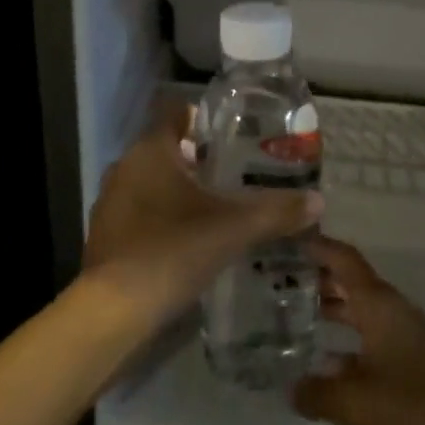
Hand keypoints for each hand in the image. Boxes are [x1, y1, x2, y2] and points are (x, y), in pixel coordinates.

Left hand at [80, 105, 322, 329]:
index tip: (233, 132)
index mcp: (151, 151)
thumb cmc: (172, 251)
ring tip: (217, 205)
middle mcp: (125, 167)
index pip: (175, 112)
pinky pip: (140, 210)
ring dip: (179, 188)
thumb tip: (318, 201)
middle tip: (237, 171)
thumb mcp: (233, 229)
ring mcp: (110, 201)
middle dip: (198, 157)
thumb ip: (276, 212)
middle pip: (166, 148)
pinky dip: (162, 215)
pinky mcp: (105, 233)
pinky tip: (188, 238)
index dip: (203, 116)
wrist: (113, 312)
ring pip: (151, 181)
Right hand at [294, 236, 424, 424]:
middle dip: (319, 280)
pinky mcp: (416, 368)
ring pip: (363, 314)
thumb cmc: (415, 412)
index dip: (319, 246)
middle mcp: (394, 313)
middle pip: (352, 284)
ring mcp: (408, 340)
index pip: (345, 260)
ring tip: (293, 318)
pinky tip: (327, 369)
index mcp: (380, 306)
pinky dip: (348, 345)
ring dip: (333, 313)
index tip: (288, 239)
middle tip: (279, 282)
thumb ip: (317, 392)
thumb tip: (292, 388)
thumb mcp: (355, 404)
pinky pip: (373, 342)